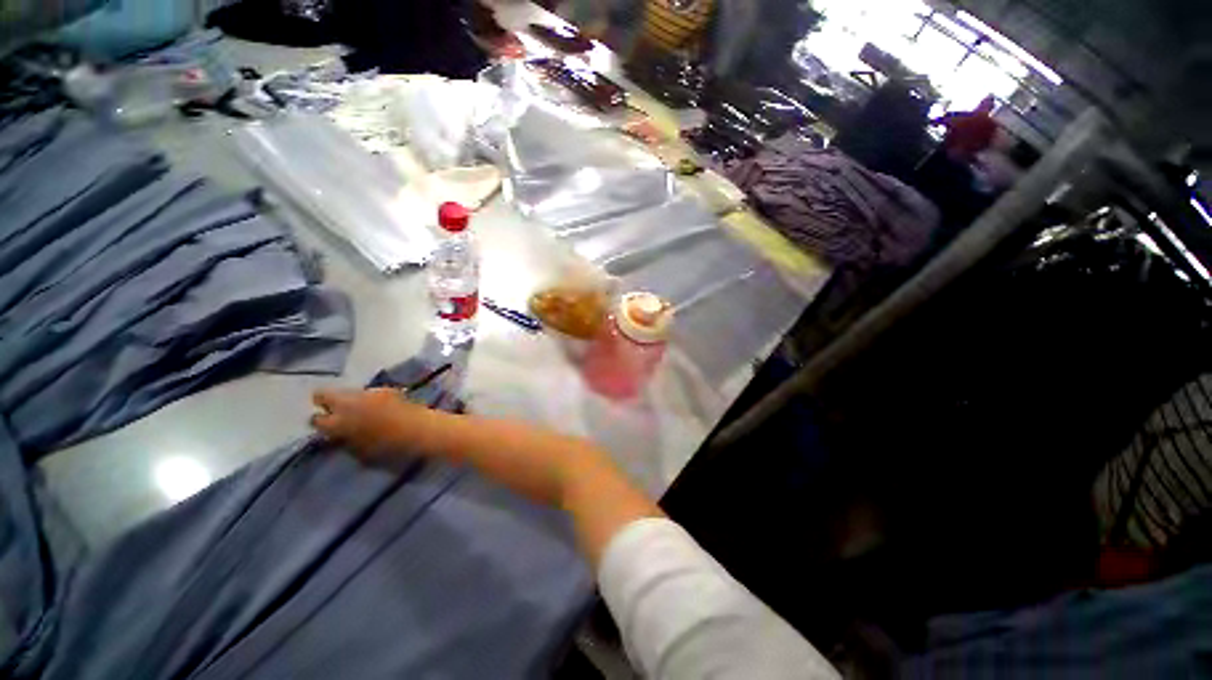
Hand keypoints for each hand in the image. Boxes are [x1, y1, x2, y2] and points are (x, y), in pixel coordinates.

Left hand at [311, 388, 429, 464]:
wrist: (415, 433)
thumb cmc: (404, 407)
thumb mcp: (385, 393)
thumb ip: (364, 396)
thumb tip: (356, 397)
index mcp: (345, 404)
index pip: (321, 397)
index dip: (325, 396)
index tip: (331, 395)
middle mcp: (338, 423)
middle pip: (317, 421)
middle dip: (323, 417)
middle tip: (336, 414)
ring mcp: (345, 440)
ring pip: (332, 435)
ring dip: (339, 430)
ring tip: (353, 426)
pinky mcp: (355, 454)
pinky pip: (347, 444)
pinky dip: (353, 440)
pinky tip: (367, 436)